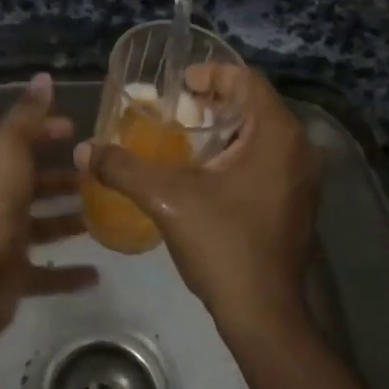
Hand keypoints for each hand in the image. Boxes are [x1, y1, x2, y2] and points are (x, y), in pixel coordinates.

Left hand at [0, 73, 98, 343]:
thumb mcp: (10, 149)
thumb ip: (27, 115)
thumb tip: (43, 76)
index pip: (22, 142)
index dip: (46, 132)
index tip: (76, 129)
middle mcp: (0, 202)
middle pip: (35, 186)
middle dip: (64, 180)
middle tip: (101, 177)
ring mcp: (7, 241)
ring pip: (43, 227)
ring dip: (69, 222)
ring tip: (105, 218)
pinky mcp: (16, 277)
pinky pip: (47, 274)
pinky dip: (70, 274)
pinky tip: (97, 274)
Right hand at [81, 64, 317, 338]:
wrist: (264, 314)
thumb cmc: (223, 245)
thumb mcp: (166, 200)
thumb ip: (123, 168)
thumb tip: (84, 149)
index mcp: (278, 135)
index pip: (248, 81)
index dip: (212, 74)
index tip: (180, 84)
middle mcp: (300, 149)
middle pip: (256, 106)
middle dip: (215, 102)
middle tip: (176, 109)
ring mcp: (304, 179)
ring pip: (263, 135)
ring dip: (227, 130)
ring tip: (186, 137)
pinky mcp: (299, 203)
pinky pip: (270, 160)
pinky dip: (240, 154)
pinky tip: (207, 173)